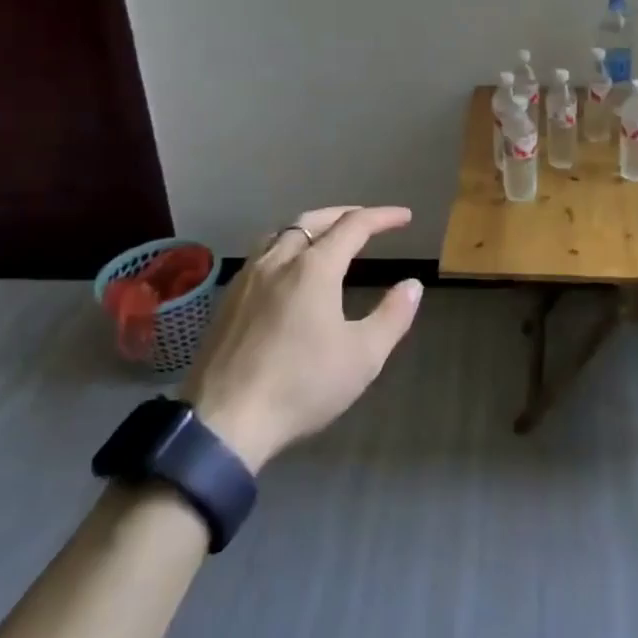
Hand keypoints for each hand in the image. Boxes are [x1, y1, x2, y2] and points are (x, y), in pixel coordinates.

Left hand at [182, 206, 421, 472]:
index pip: (353, 226)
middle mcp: (278, 262)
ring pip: (280, 234)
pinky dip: (284, 247)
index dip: (382, 217)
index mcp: (314, 269)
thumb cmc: (302, 386)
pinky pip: (260, 256)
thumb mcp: (363, 357)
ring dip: (309, 227)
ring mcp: (246, 280)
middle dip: (343, 214)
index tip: (404, 217)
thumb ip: (392, 316)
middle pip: (312, 220)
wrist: (224, 422)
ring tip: (325, 238)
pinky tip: (286, 272)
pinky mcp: (226, 301)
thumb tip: (412, 285)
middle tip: (367, 220)